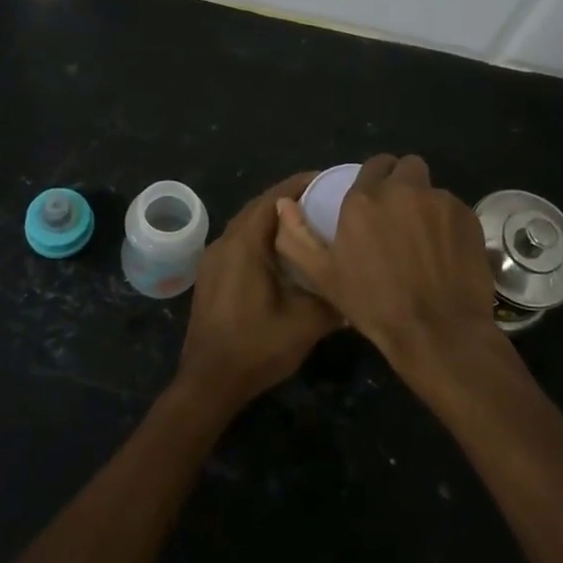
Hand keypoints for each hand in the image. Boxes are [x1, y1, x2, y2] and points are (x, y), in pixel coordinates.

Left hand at [175, 173, 343, 410]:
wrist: (208, 381)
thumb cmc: (256, 347)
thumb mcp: (306, 323)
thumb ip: (333, 296)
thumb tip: (355, 283)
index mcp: (245, 244)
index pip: (274, 197)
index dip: (301, 184)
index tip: (329, 180)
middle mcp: (225, 242)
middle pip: (259, 207)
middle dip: (290, 198)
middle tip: (324, 199)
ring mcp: (213, 258)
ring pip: (247, 224)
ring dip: (274, 218)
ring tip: (308, 221)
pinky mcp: (211, 275)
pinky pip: (239, 242)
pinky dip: (261, 236)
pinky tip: (283, 253)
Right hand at [273, 154, 502, 381]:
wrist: (437, 331)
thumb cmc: (374, 305)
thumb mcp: (323, 276)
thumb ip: (297, 236)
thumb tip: (284, 204)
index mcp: (365, 200)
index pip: (374, 164)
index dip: (375, 180)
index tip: (375, 203)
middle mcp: (404, 190)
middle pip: (407, 166)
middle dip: (403, 182)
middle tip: (399, 214)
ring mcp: (440, 201)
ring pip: (432, 188)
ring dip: (425, 204)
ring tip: (423, 239)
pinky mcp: (468, 217)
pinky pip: (454, 209)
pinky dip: (448, 223)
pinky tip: (445, 252)